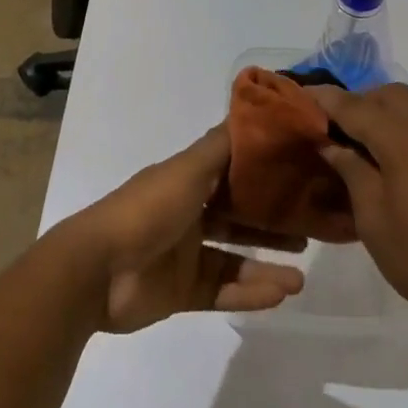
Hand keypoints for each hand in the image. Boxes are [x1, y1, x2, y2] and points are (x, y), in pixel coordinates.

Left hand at [60, 124, 306, 333]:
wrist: (97, 270)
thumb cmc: (147, 210)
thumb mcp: (187, 170)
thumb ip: (219, 147)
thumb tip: (251, 113)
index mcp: (186, 181)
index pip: (232, 173)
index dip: (263, 174)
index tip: (301, 174)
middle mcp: (187, 214)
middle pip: (237, 217)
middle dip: (271, 222)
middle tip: (310, 228)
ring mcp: (184, 255)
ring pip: (234, 258)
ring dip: (266, 266)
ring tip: (301, 276)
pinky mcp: (182, 292)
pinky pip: (222, 290)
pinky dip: (248, 293)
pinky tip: (279, 294)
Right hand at [306, 83, 407, 350]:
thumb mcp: (373, 220)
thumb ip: (351, 171)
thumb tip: (331, 143)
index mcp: (406, 139)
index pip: (356, 106)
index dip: (327, 99)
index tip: (305, 95)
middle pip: (393, 95)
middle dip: (364, 103)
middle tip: (344, 130)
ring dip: (397, 118)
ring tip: (383, 153)